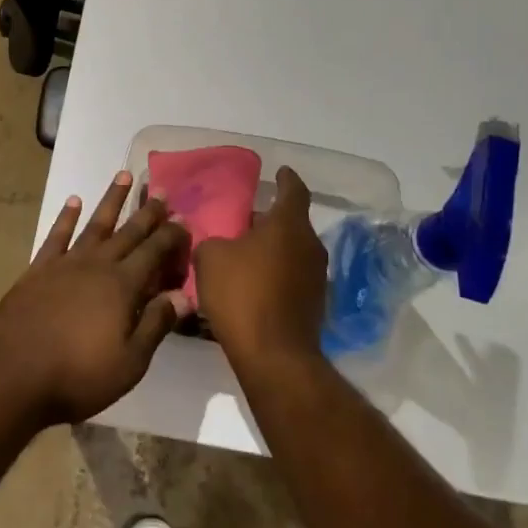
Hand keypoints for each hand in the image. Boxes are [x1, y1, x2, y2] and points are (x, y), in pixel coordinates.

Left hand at [0, 172, 192, 424]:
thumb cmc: (77, 375)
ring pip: (95, 224)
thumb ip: (156, 324)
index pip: (154, 252)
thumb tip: (184, 295)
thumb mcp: (129, 362)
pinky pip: (57, 235)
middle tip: (160, 191)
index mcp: (123, 286)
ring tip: (123, 175)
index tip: (184, 220)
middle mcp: (97, 265)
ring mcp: (65, 263)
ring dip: (111, 200)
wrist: (13, 373)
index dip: (171, 236)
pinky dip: (66, 217)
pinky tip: (73, 201)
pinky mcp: (38, 269)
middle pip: (128, 232)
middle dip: (147, 212)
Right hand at [193, 166, 327, 370]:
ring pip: (292, 251)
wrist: (275, 356)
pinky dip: (276, 274)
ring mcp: (316, 277)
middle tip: (244, 219)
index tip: (279, 172)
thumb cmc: (243, 295)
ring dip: (272, 249)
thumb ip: (212, 240)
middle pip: (292, 223)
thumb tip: (218, 242)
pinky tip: (253, 284)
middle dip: (270, 219)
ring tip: (244, 253)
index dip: (286, 179)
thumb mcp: (210, 258)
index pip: (294, 190)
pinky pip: (292, 277)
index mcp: (289, 225)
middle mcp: (310, 246)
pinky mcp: (314, 304)